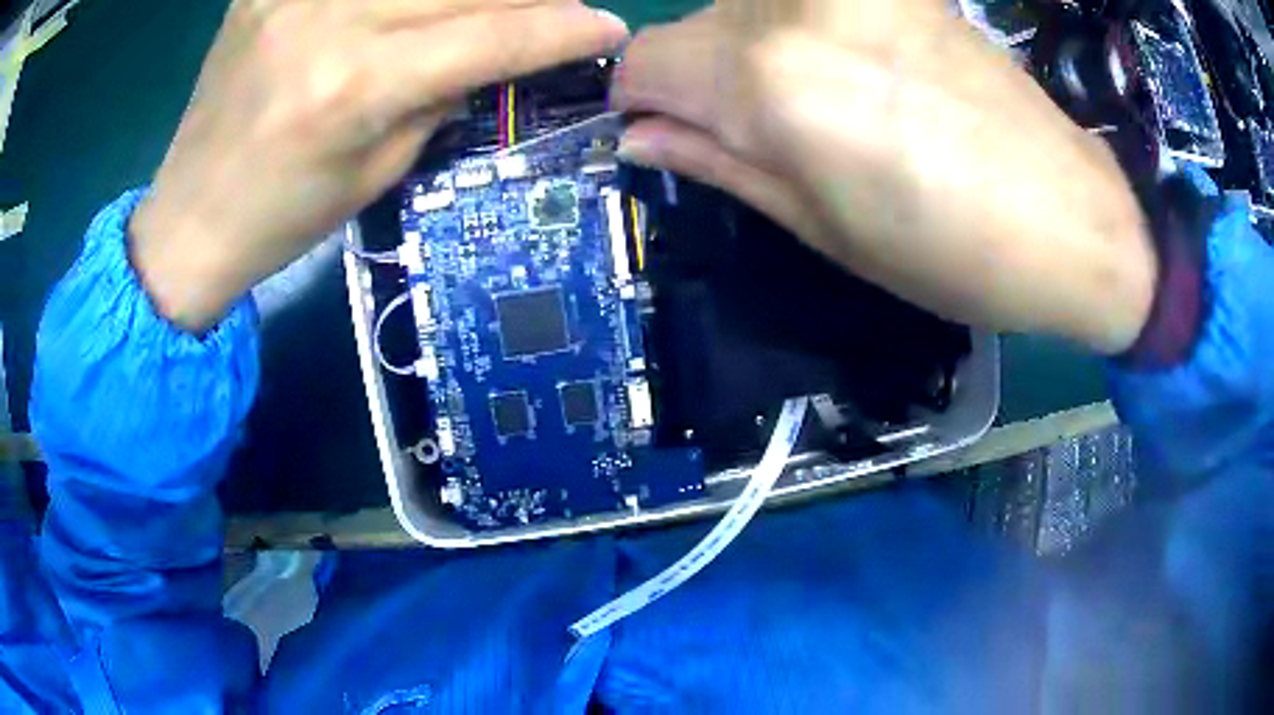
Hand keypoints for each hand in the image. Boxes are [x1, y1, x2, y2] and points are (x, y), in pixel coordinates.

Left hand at [132, 0, 627, 331]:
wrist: (189, 217)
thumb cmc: (283, 219)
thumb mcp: (379, 171)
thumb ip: (443, 94)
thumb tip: (500, 49)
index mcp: (356, 87)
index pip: (490, 36)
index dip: (561, 30)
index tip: (608, 26)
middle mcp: (328, 21)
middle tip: (556, 7)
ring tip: (490, 9)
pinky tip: (412, 8)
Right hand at [612, 2, 1155, 354]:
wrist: (1069, 217)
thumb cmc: (949, 253)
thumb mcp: (820, 229)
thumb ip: (718, 165)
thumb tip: (641, 139)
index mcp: (767, 78)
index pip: (642, 63)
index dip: (640, 103)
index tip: (664, 133)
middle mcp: (793, 7)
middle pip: (693, 29)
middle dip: (701, 81)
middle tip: (759, 136)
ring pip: (747, 9)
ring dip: (752, 55)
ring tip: (820, 110)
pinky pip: (806, 3)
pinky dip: (801, 35)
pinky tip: (858, 77)